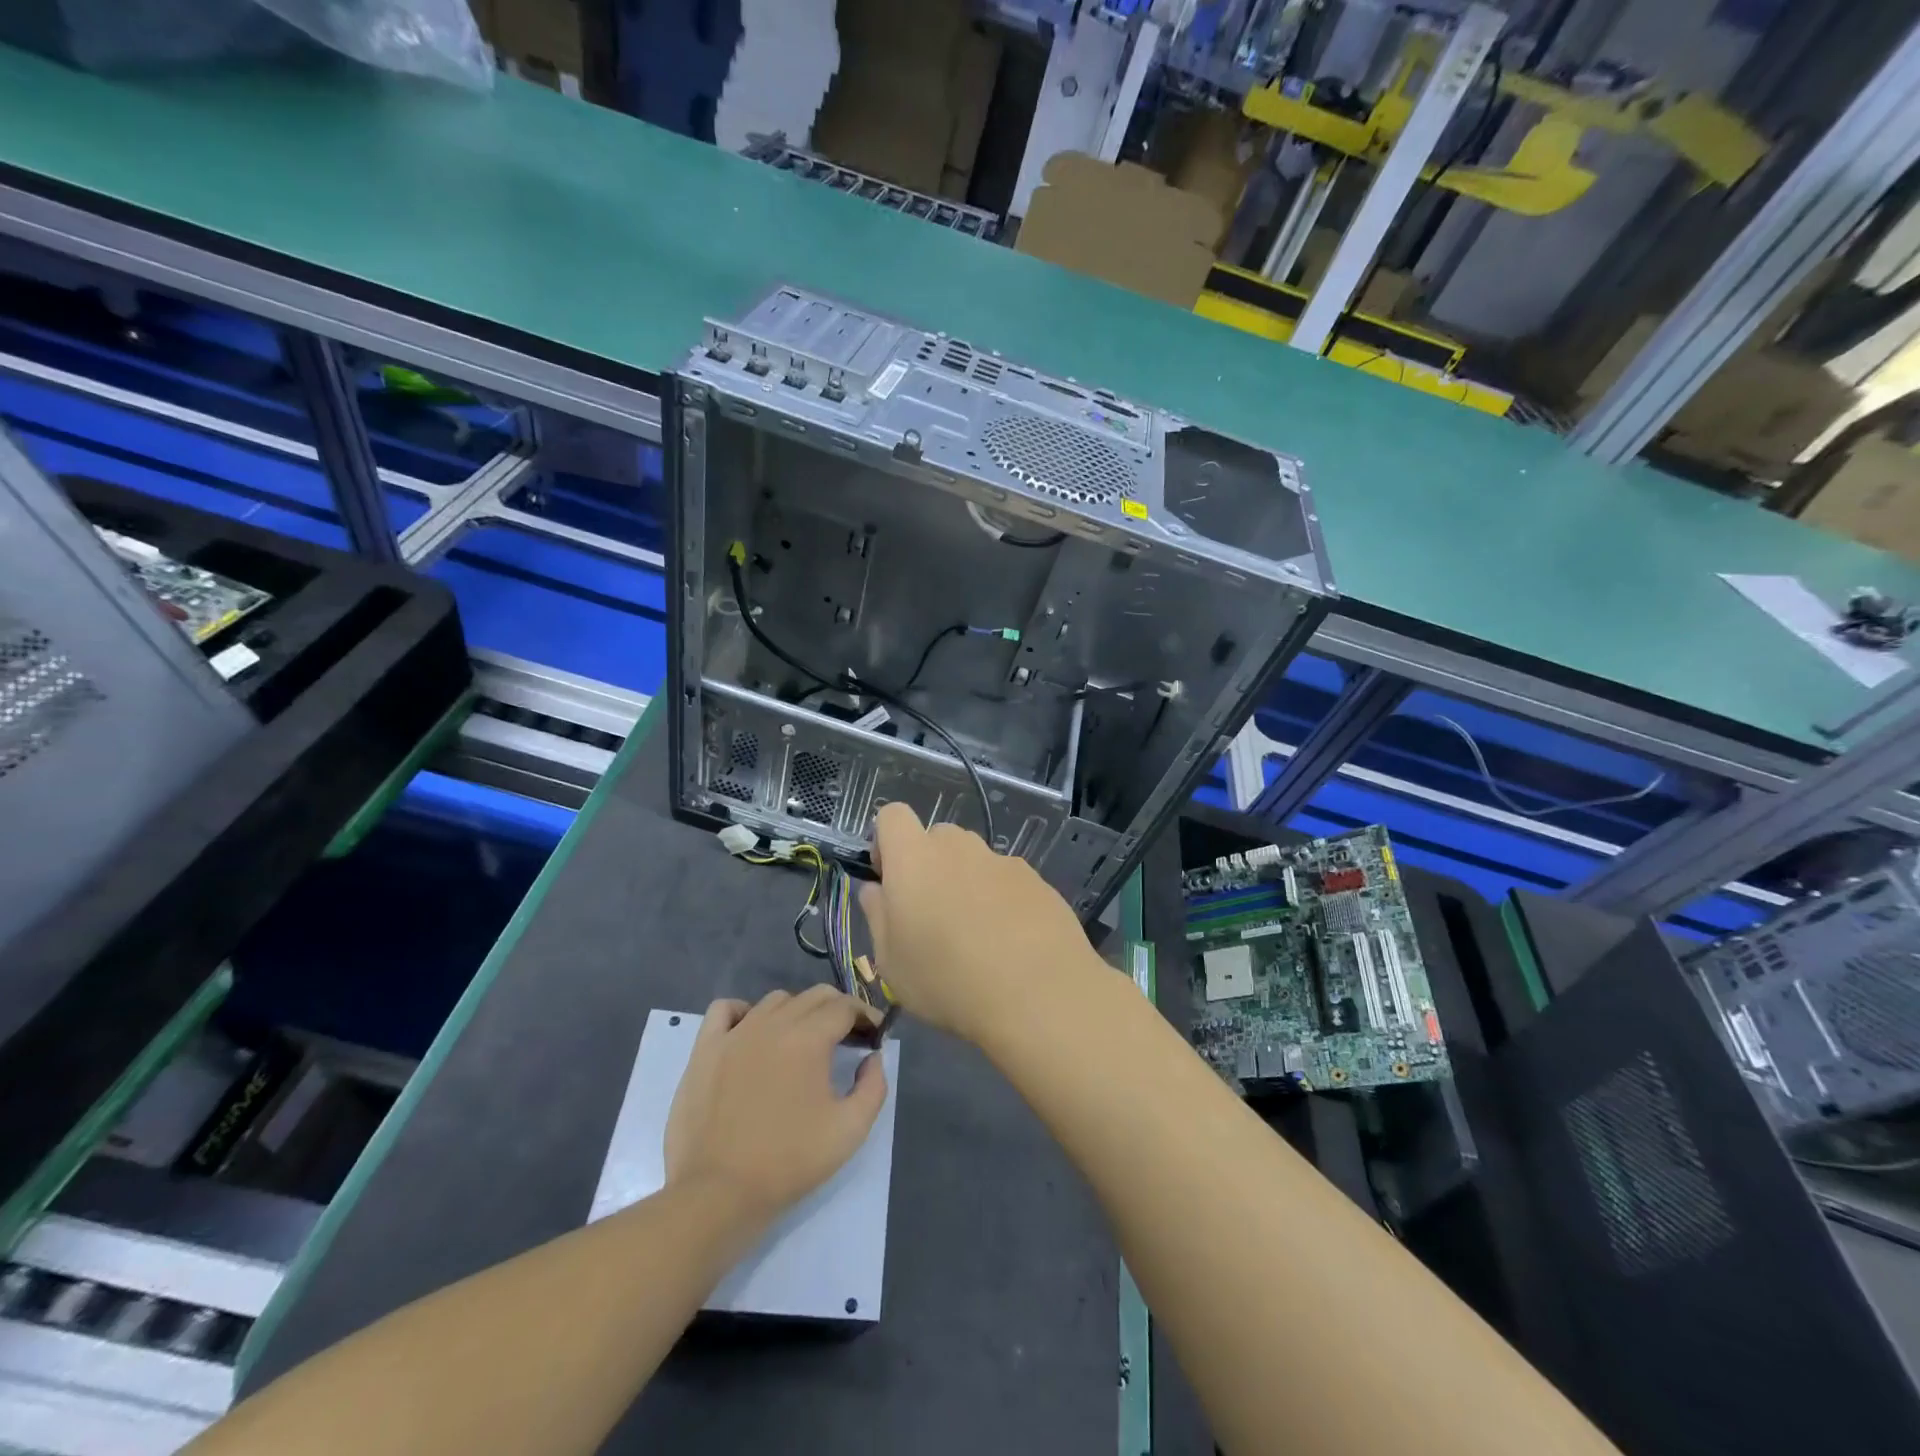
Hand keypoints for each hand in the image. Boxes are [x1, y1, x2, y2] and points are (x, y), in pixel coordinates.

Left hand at [664, 988, 887, 1225]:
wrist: (719, 1193)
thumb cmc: (788, 1162)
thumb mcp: (850, 1130)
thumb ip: (873, 1086)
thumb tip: (873, 1057)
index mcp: (808, 1038)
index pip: (845, 1007)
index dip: (866, 1016)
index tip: (874, 1035)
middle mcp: (772, 1024)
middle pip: (814, 996)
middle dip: (838, 1009)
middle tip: (847, 1037)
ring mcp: (735, 1033)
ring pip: (775, 1001)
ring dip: (797, 1011)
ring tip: (803, 1040)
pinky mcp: (705, 1049)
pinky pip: (725, 1009)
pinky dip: (744, 1011)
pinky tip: (752, 1032)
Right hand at [859, 802, 1102, 1045]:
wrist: (1038, 995)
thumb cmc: (947, 981)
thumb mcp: (891, 962)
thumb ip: (877, 915)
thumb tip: (876, 889)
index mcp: (915, 858)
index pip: (893, 815)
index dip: (885, 841)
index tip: (890, 880)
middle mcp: (959, 847)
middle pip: (936, 837)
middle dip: (929, 864)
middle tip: (932, 915)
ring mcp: (1003, 861)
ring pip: (974, 858)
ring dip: (966, 882)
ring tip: (976, 935)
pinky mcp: (1037, 880)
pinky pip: (1007, 880)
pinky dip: (1002, 899)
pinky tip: (1011, 942)